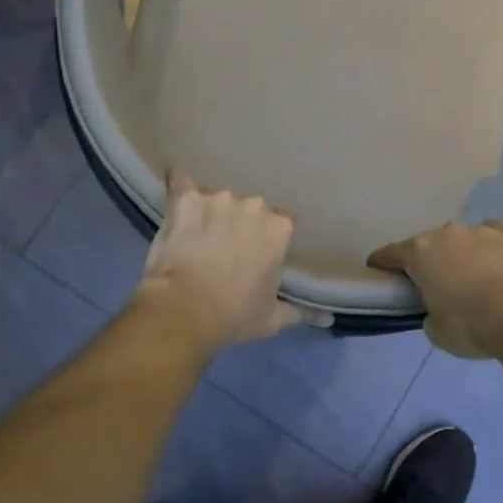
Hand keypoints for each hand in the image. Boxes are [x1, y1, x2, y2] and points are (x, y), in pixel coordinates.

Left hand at [137, 173, 328, 352]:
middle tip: (226, 249)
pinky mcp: (185, 199)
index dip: (267, 239)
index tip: (257, 255)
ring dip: (212, 212)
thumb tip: (328, 317)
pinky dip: (179, 187)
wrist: (184, 310)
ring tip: (198, 235)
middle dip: (240, 224)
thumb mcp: (273, 318)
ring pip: (218, 199)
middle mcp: (253, 205)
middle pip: (250, 209)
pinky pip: (181, 183)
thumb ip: (302, 311)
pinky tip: (175, 192)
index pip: (280, 223)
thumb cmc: (234, 315)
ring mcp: (217, 198)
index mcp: (279, 228)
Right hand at [369, 221, 502, 359]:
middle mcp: (447, 233)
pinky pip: (496, 238)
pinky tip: (501, 266)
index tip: (380, 273)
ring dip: (463, 255)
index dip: (382, 264)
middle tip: (436, 285)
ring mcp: (482, 230)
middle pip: (429, 244)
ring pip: (464, 239)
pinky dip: (494, 250)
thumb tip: (436, 310)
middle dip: (429, 261)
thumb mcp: (436, 331)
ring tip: (475, 279)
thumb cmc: (470, 326)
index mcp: (420, 253)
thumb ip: (429, 314)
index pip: (389, 254)